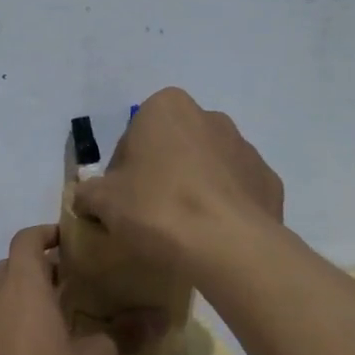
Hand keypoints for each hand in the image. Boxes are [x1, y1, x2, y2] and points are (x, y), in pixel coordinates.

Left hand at [0, 225, 117, 354]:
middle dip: (36, 272)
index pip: (26, 240)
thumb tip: (147, 320)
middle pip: (9, 268)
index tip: (68, 243)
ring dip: (17, 303)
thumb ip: (116, 336)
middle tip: (67, 289)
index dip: (46, 235)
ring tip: (47, 326)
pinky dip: (1, 331)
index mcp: (21, 288)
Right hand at [72, 88, 283, 272]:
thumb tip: (86, 198)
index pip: (132, 139)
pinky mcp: (268, 180)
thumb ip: (88, 193)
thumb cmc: (157, 209)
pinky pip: (234, 191)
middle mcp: (209, 117)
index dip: (121, 173)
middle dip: (160, 175)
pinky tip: (211, 237)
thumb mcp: (103, 202)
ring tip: (182, 231)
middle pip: (171, 148)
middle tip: (148, 216)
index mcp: (166, 108)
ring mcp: (244, 148)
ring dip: (192, 189)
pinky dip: (222, 208)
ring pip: (206, 168)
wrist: (228, 246)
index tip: (121, 202)